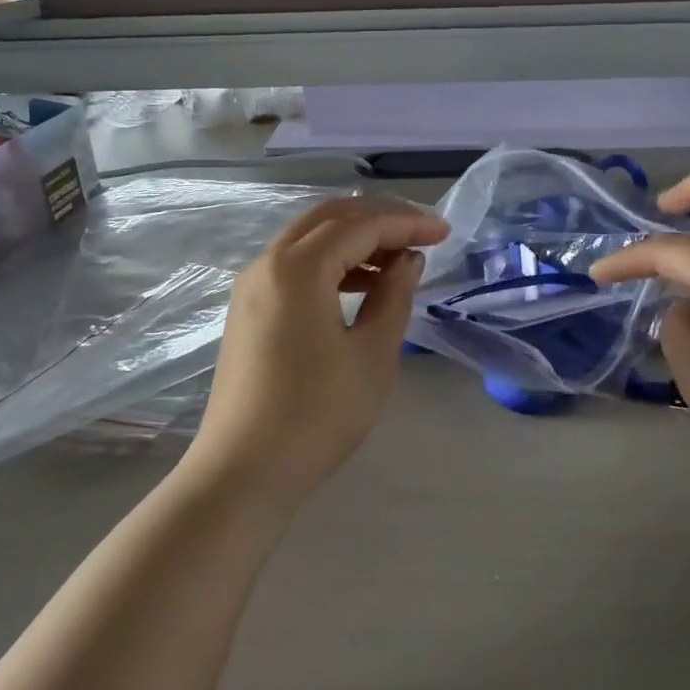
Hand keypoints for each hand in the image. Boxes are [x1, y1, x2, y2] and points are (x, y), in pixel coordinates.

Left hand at [189, 198, 450, 494]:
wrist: (245, 471)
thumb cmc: (318, 414)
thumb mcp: (372, 355)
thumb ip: (394, 296)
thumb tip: (407, 260)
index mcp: (297, 268)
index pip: (359, 225)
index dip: (406, 223)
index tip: (444, 233)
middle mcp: (267, 264)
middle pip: (329, 219)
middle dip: (379, 220)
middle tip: (422, 235)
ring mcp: (251, 287)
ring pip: (308, 240)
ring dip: (354, 240)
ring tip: (397, 263)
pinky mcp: (247, 310)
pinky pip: (293, 266)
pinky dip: (330, 264)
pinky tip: (359, 286)